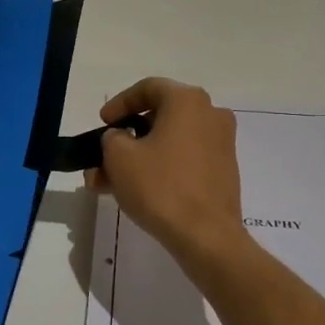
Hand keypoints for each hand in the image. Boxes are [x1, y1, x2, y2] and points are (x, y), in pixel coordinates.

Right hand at [90, 79, 245, 261]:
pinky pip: (184, 159)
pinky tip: (134, 192)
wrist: (206, 236)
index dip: (119, 103)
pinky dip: (159, 168)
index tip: (102, 123)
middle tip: (101, 157)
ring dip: (137, 158)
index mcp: (188, 101)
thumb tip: (121, 139)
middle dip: (125, 138)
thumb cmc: (160, 186)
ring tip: (107, 183)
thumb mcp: (119, 157)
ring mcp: (221, 143)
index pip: (147, 88)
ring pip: (169, 142)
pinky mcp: (223, 170)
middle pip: (158, 117)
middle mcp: (210, 114)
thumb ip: (112, 138)